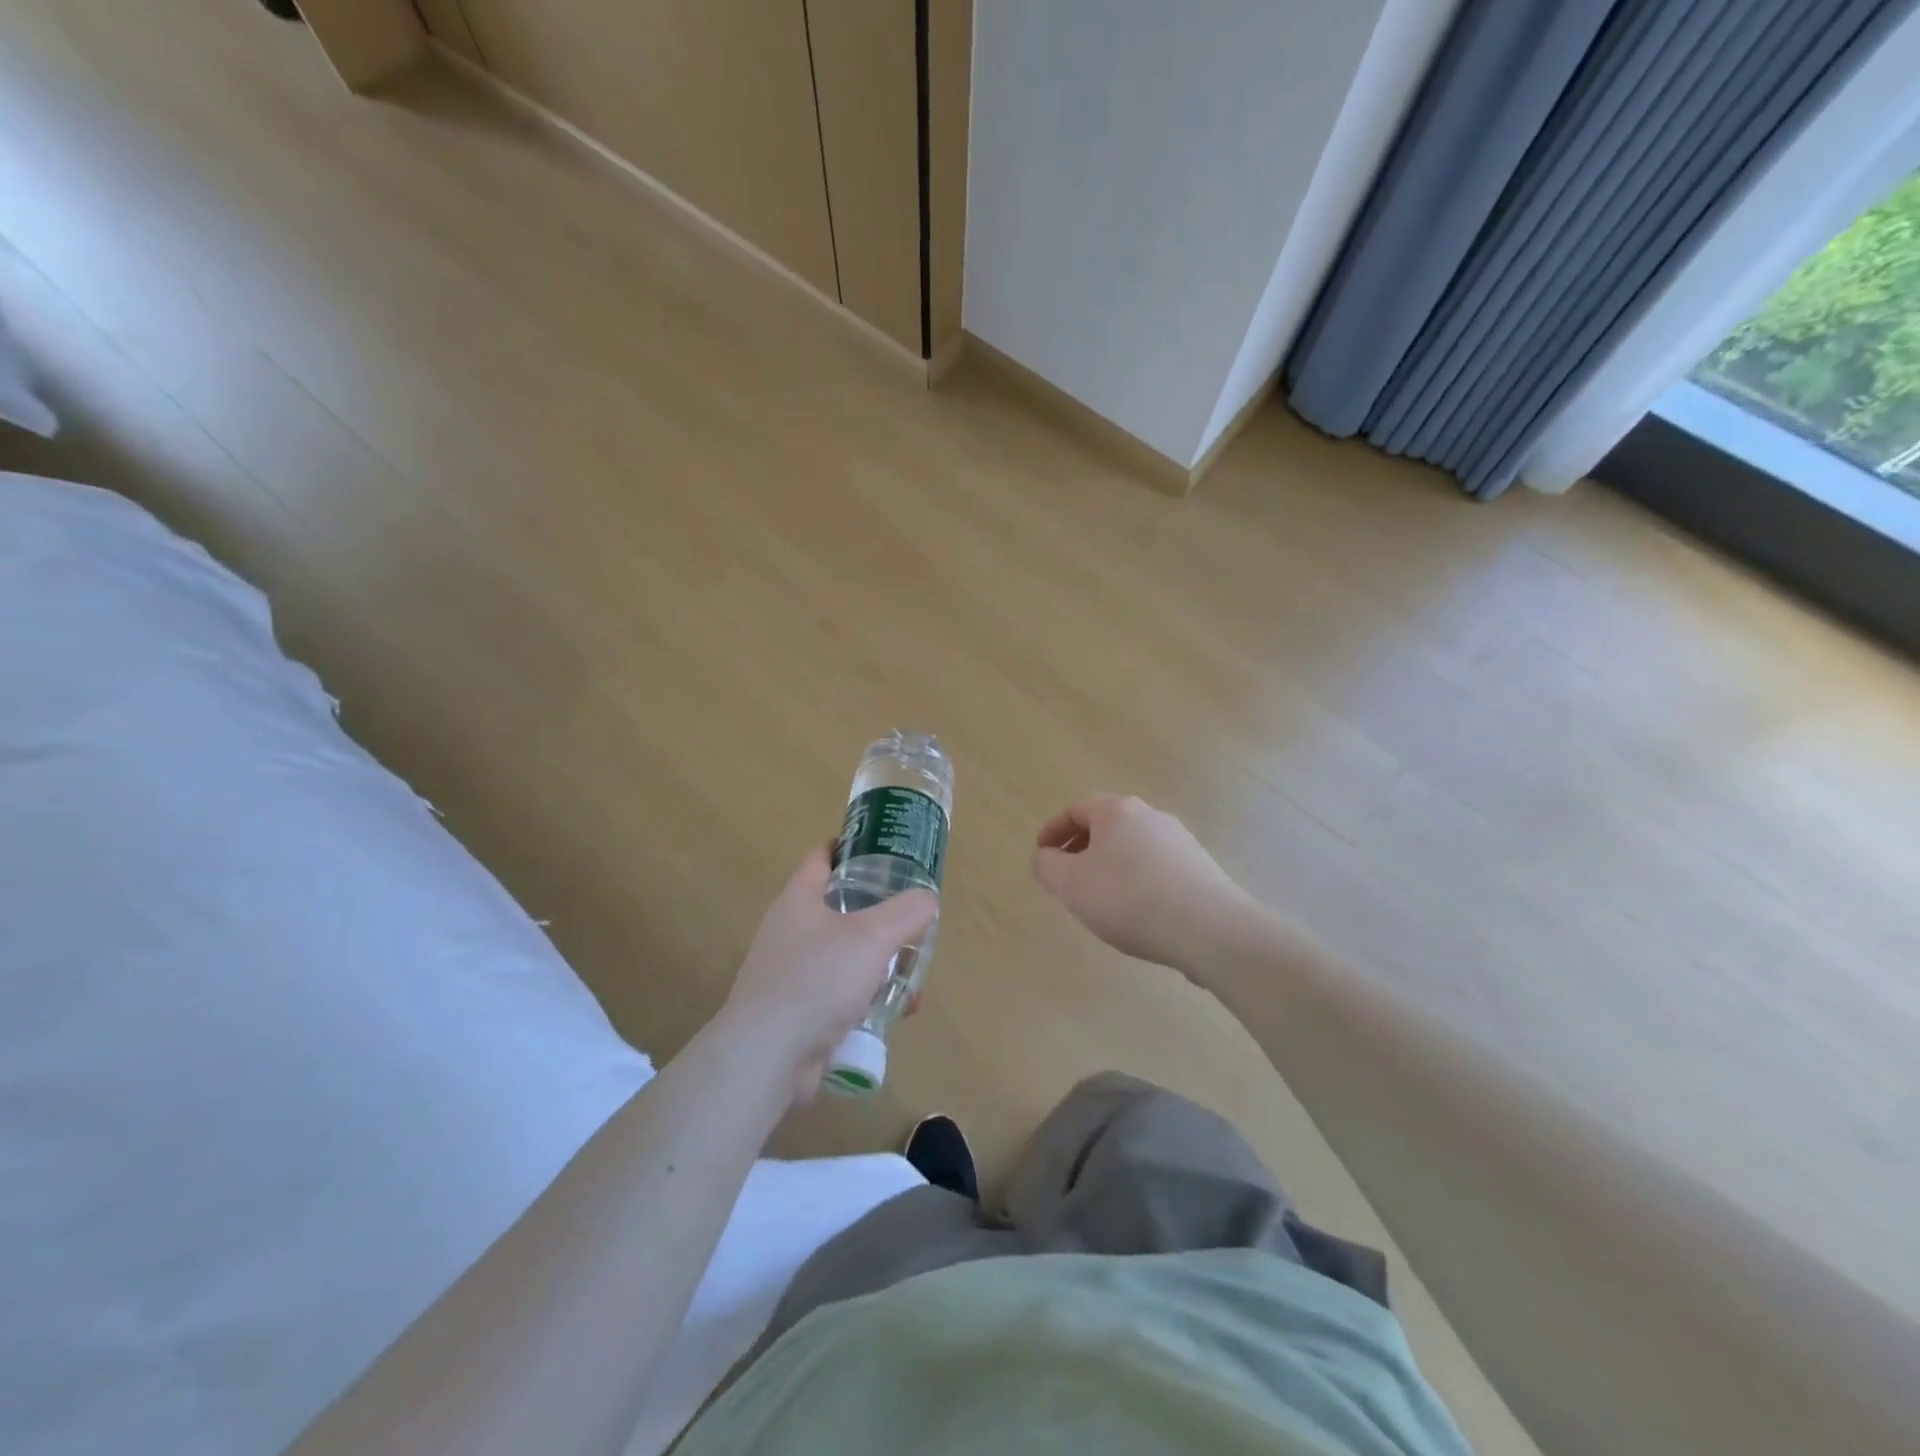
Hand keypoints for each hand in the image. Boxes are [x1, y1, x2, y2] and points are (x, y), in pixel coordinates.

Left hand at [722, 847, 936, 1104]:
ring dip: (878, 963)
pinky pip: (838, 993)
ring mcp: (789, 972)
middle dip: (878, 916)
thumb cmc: (818, 979)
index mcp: (799, 899)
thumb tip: (926, 901)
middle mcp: (789, 930)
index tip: (885, 851)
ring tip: (911, 978)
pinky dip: (865, 997)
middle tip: (911, 921)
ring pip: (843, 955)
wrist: (768, 1055)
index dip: (852, 848)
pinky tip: (892, 1014)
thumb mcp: (873, 936)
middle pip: (840, 908)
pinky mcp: (795, 1011)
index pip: (823, 858)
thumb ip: (906, 912)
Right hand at [1033, 795, 1254, 970]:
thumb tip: (1045, 856)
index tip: (1042, 854)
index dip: (1054, 829)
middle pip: (1107, 825)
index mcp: (1117, 811)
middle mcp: (1151, 816)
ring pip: (1132, 846)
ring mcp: (1180, 840)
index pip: (1077, 808)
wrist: (1210, 929)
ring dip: (1109, 865)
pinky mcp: (1200, 868)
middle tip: (1067, 876)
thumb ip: (1047, 866)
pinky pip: (1156, 866)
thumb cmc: (1129, 899)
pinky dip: (1136, 880)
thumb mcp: (1071, 885)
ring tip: (1100, 898)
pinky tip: (1136, 911)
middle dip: (1082, 847)